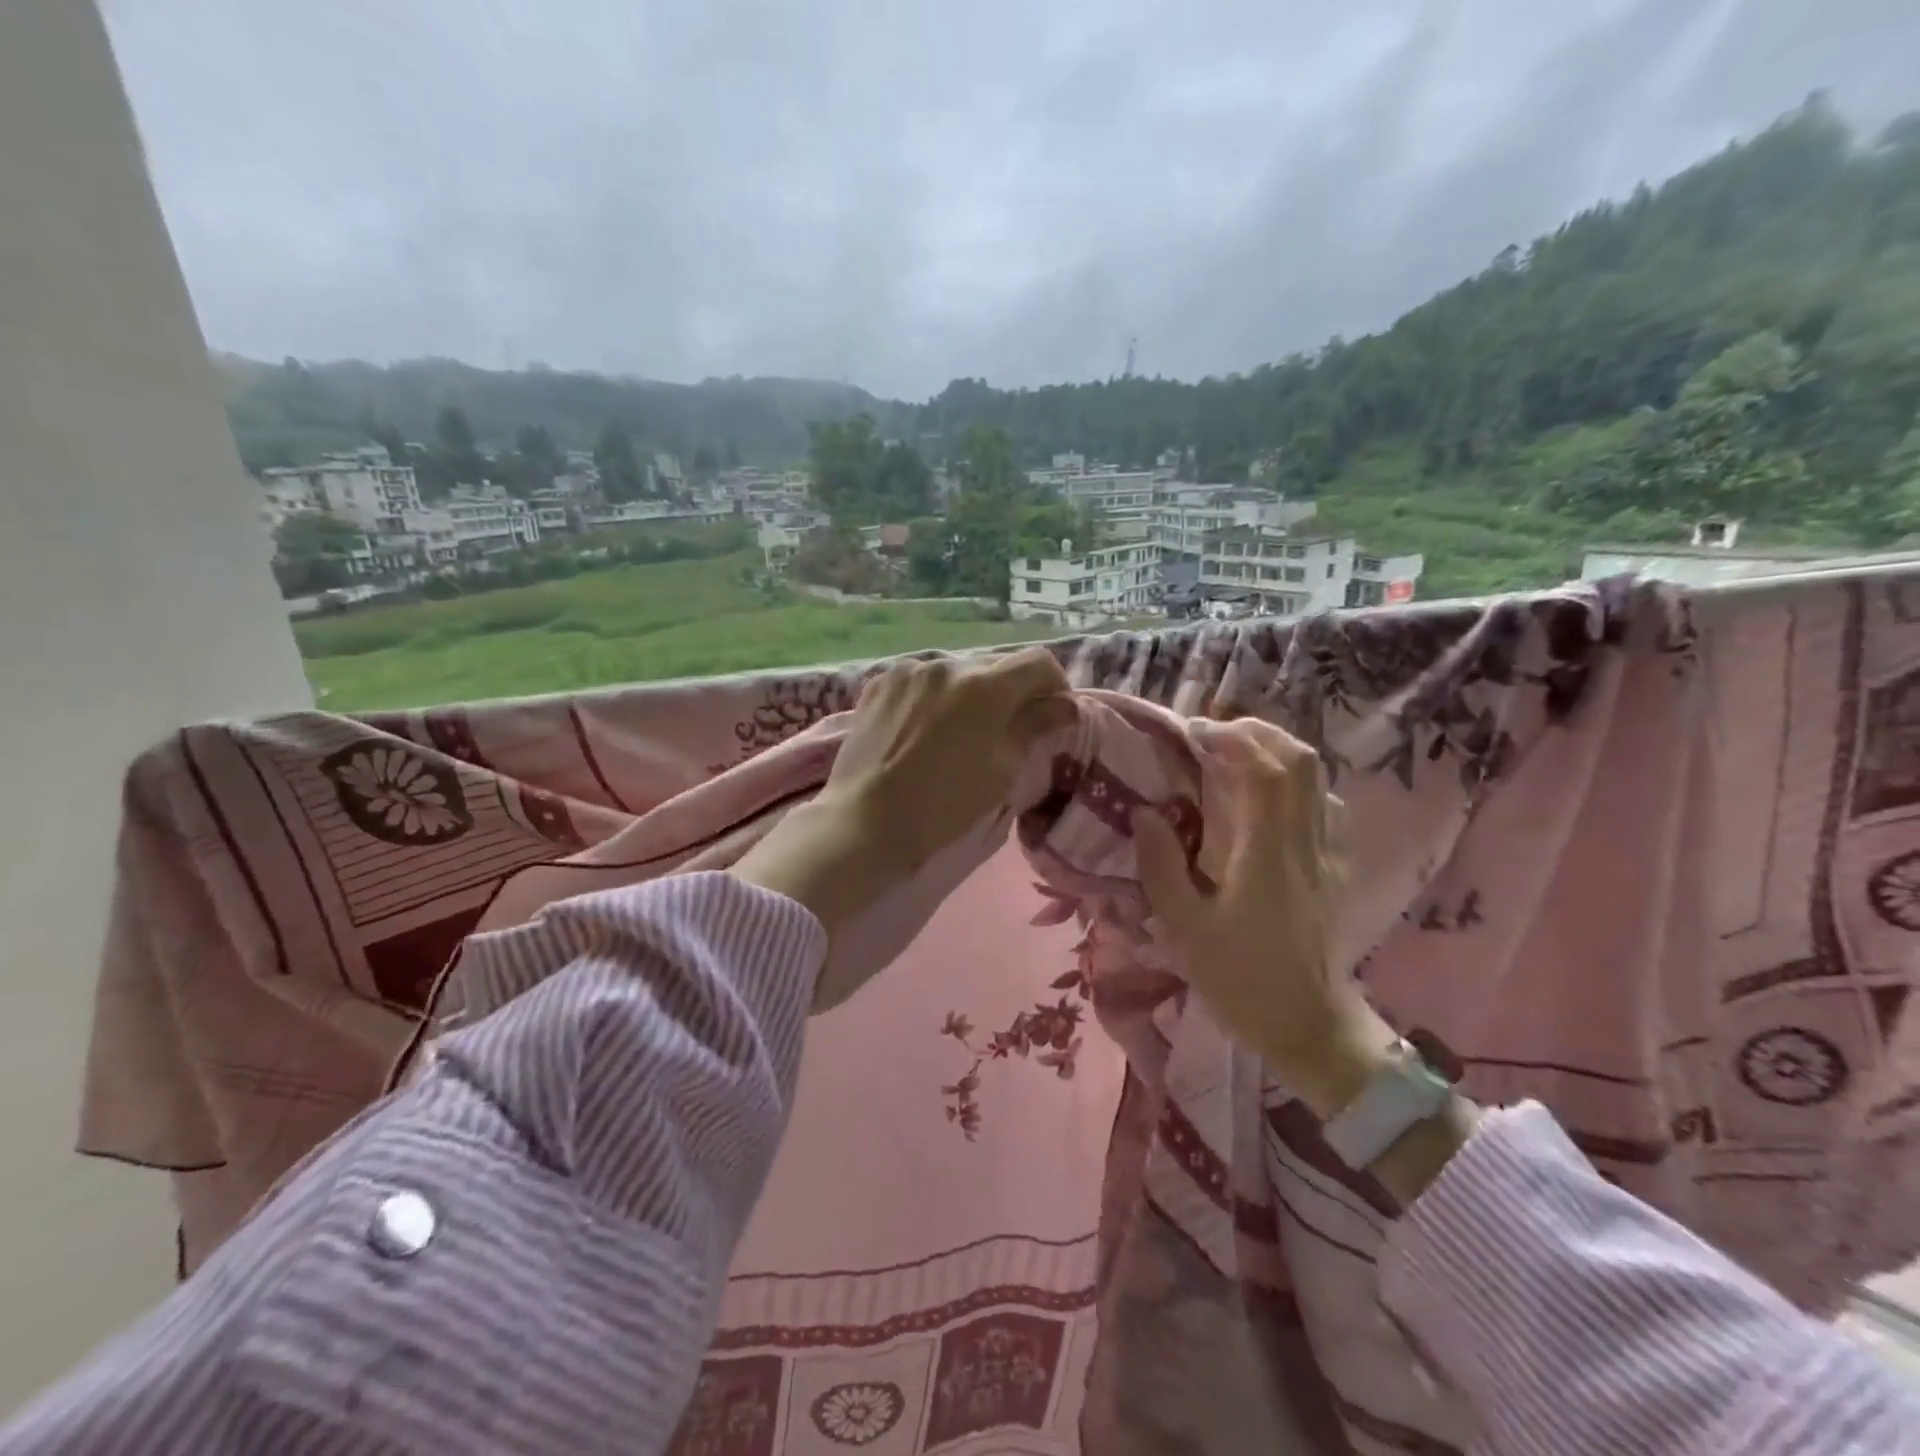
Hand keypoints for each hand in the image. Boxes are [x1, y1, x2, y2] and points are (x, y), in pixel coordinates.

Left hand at [732, 648, 1074, 1009]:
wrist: (865, 822)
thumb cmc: (943, 805)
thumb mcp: (1001, 771)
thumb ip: (1034, 727)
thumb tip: (1063, 706)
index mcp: (984, 685)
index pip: (1038, 663)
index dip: (1055, 686)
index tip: (1052, 715)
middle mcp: (946, 664)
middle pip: (996, 666)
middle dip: (1011, 692)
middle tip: (1008, 730)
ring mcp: (908, 671)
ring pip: (956, 672)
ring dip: (970, 694)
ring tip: (959, 732)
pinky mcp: (880, 684)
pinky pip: (921, 681)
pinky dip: (934, 697)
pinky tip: (925, 730)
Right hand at [1133, 718, 1395, 1119]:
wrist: (1308, 1025)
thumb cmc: (1240, 979)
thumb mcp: (1185, 927)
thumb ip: (1161, 864)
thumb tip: (1144, 811)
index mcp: (1268, 852)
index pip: (1265, 768)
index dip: (1231, 737)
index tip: (1192, 733)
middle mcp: (1305, 841)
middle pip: (1299, 759)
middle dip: (1256, 733)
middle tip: (1212, 737)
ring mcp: (1326, 853)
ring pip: (1315, 779)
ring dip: (1276, 753)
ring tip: (1235, 758)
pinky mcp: (1334, 868)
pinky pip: (1322, 805)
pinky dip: (1294, 784)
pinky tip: (1266, 799)